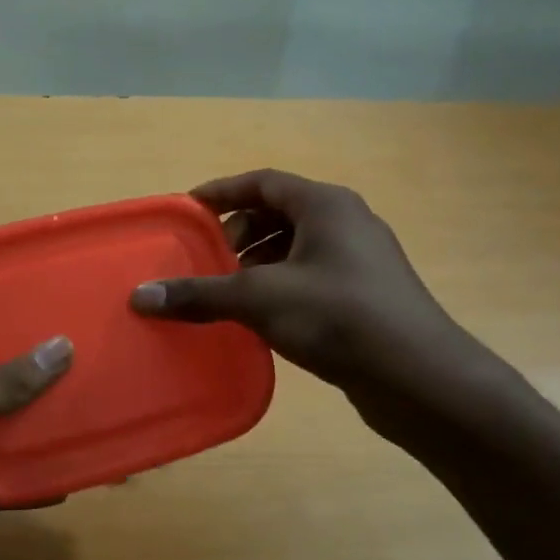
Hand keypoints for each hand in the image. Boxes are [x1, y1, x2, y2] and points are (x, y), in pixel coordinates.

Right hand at [131, 169, 508, 444]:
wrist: (420, 378)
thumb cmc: (338, 317)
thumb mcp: (259, 299)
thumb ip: (199, 294)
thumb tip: (140, 297)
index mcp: (325, 205)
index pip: (262, 182)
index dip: (221, 191)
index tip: (188, 209)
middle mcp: (346, 223)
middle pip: (278, 213)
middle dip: (238, 233)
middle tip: (206, 259)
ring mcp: (360, 261)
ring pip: (295, 248)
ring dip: (257, 264)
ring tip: (226, 292)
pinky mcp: (366, 296)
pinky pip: (310, 277)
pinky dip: (279, 286)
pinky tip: (259, 318)